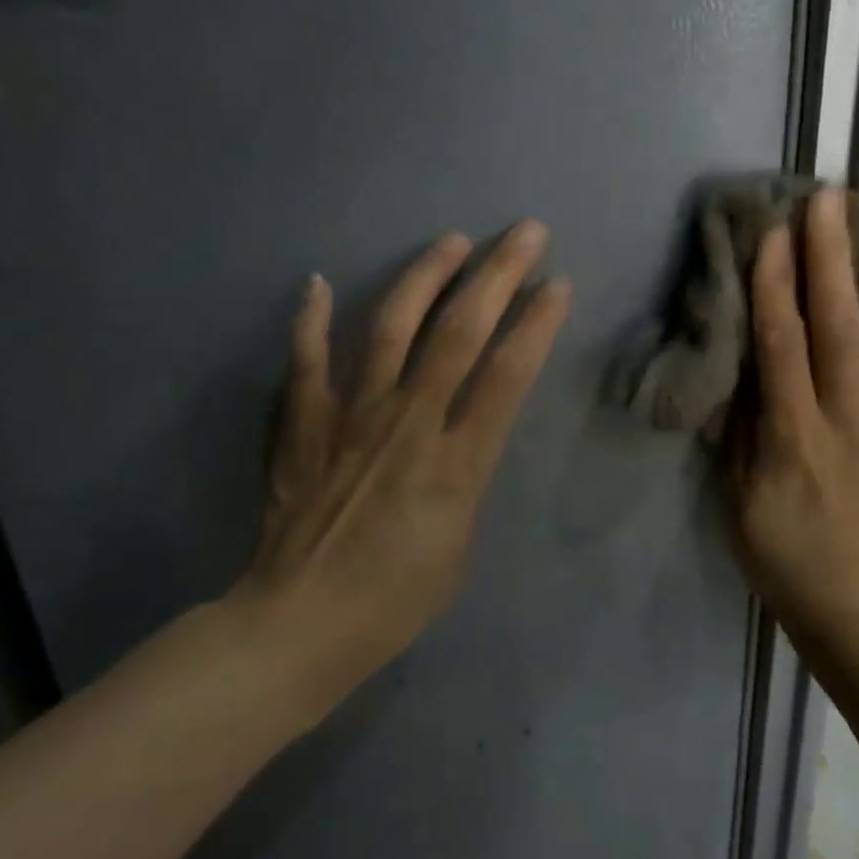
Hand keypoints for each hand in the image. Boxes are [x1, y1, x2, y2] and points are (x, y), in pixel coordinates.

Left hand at [230, 222, 571, 712]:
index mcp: (457, 462)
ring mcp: (351, 417)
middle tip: (524, 232)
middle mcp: (408, 423)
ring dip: (424, 277)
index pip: (507, 374)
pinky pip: (307, 361)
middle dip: (497, 275)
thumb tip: (462, 434)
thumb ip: (468, 476)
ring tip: (450, 240)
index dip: (536, 323)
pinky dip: (311, 320)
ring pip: (391, 329)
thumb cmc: (396, 599)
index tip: (558, 283)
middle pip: (459, 333)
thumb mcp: (461, 545)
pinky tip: (318, 283)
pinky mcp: (304, 424)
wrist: (300, 626)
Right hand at [729, 188, 858, 640]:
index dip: (778, 286)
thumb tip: (746, 355)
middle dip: (834, 259)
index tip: (777, 231)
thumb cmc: (778, 546)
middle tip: (832, 200)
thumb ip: (743, 422)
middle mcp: (849, 420)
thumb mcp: (736, 492)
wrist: (851, 601)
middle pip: (842, 329)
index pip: (784, 346)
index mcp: (794, 435)